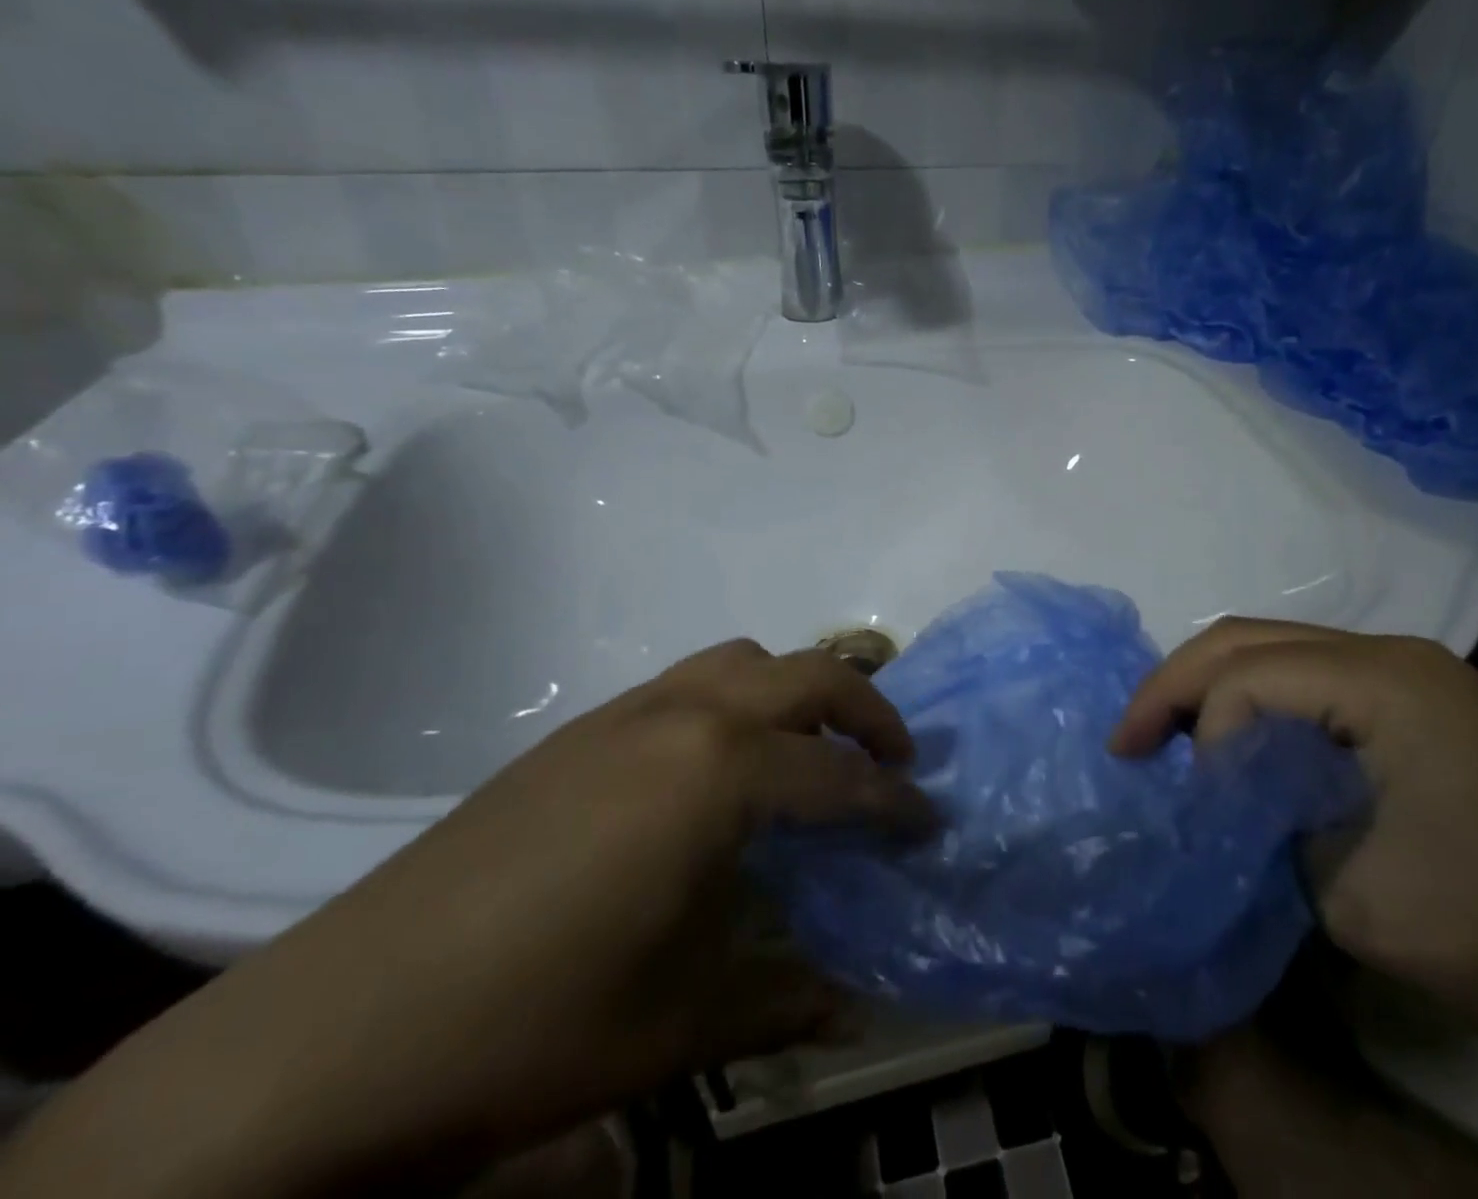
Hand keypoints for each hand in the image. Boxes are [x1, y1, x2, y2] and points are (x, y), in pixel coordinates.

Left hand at [1, 641, 933, 1197]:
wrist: (337, 1029)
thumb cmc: (535, 1023)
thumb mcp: (680, 1022)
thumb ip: (783, 999)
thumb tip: (857, 1010)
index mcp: (720, 772)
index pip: (840, 776)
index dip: (894, 801)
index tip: (928, 821)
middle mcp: (685, 714)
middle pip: (809, 674)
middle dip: (869, 709)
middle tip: (894, 759)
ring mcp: (628, 711)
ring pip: (745, 659)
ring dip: (796, 690)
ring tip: (811, 750)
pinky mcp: (582, 726)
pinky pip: (689, 681)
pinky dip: (736, 699)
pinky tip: (720, 769)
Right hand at [1117, 621, 1477, 1194]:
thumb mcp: (1353, 892)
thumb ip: (1261, 824)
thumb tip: (1212, 794)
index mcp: (1385, 681)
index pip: (1250, 676)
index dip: (1196, 728)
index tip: (1172, 794)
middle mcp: (1392, 653)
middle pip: (1251, 639)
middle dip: (1176, 683)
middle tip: (1128, 742)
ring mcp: (1409, 674)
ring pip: (1275, 650)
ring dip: (1212, 689)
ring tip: (1167, 740)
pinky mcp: (1416, 704)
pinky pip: (1310, 679)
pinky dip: (1256, 704)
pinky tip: (1234, 744)